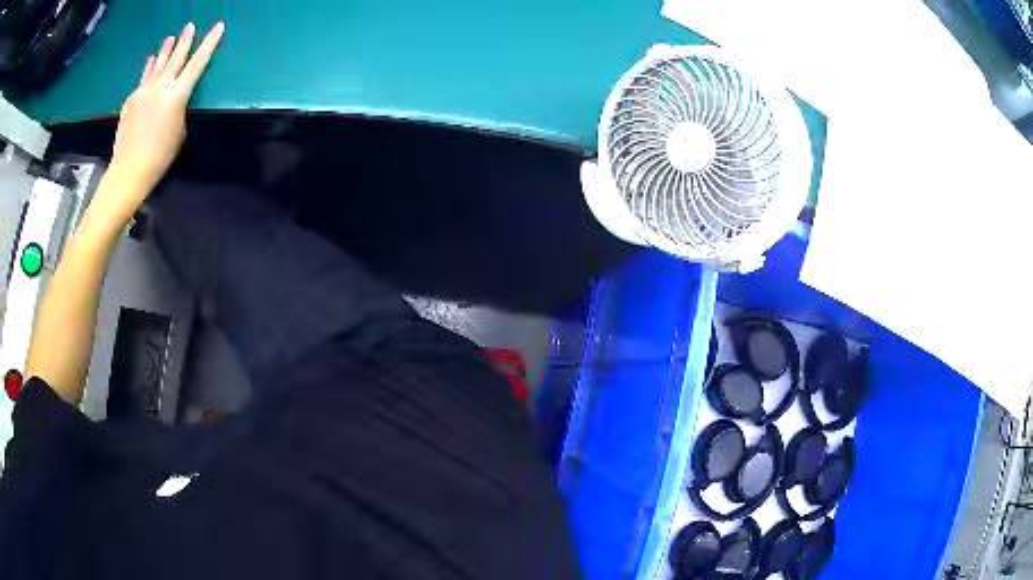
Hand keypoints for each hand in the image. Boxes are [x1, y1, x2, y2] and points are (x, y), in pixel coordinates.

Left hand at [109, 22, 224, 206]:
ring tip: (170, 38)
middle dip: (185, 40)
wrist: (129, 170)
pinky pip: (144, 78)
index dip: (210, 43)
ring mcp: (143, 91)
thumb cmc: (160, 156)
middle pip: (176, 56)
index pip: (198, 62)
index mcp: (178, 94)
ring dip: (165, 50)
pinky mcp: (131, 100)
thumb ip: (179, 108)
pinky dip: (149, 68)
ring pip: (157, 64)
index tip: (218, 27)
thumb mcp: (179, 131)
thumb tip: (174, 98)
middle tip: (190, 26)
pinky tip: (151, 62)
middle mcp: (161, 85)